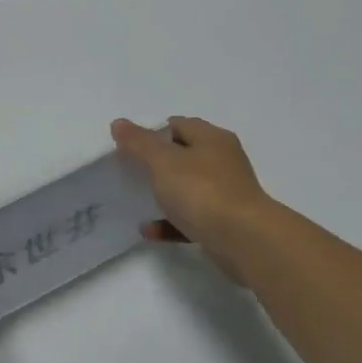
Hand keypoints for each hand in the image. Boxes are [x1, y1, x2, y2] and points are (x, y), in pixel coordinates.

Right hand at [111, 116, 274, 277]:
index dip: (152, 132)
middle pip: (184, 156)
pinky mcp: (224, 223)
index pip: (179, 124)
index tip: (129, 147)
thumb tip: (119, 123)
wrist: (243, 239)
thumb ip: (139, 143)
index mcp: (212, 139)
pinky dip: (170, 223)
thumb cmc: (202, 191)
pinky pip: (190, 218)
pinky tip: (149, 230)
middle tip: (130, 172)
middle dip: (156, 163)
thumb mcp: (163, 161)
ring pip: (188, 188)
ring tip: (136, 201)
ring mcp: (225, 193)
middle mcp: (222, 162)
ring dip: (163, 194)